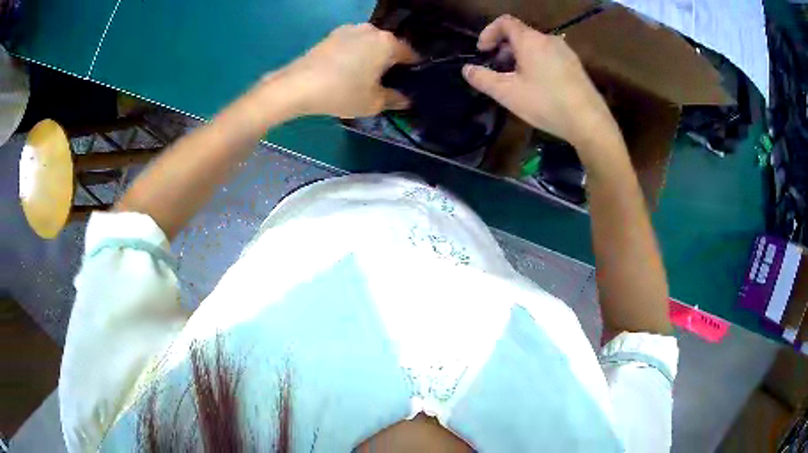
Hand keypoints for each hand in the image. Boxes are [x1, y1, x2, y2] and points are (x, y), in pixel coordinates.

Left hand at [269, 23, 417, 118]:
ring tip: (363, 76)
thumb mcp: (373, 103)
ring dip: (370, 56)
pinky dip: (353, 55)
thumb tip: (405, 99)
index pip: (409, 54)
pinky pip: (351, 44)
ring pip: (368, 44)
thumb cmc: (342, 92)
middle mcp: (371, 30)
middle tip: (385, 82)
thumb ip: (394, 99)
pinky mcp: (331, 35)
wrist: (297, 86)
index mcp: (387, 43)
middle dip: (389, 61)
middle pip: (388, 46)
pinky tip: (346, 70)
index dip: (411, 69)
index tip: (407, 82)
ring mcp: (349, 29)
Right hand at [462, 15, 622, 160]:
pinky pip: (549, 55)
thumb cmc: (546, 103)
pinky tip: (538, 85)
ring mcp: (565, 51)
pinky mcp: (575, 65)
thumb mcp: (508, 93)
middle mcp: (548, 39)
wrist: (589, 121)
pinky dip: (536, 62)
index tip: (483, 51)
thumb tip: (466, 69)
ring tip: (517, 79)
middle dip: (504, 47)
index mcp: (530, 40)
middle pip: (520, 33)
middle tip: (498, 68)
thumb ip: (483, 79)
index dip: (489, 32)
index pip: (505, 22)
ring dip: (520, 56)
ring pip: (535, 45)